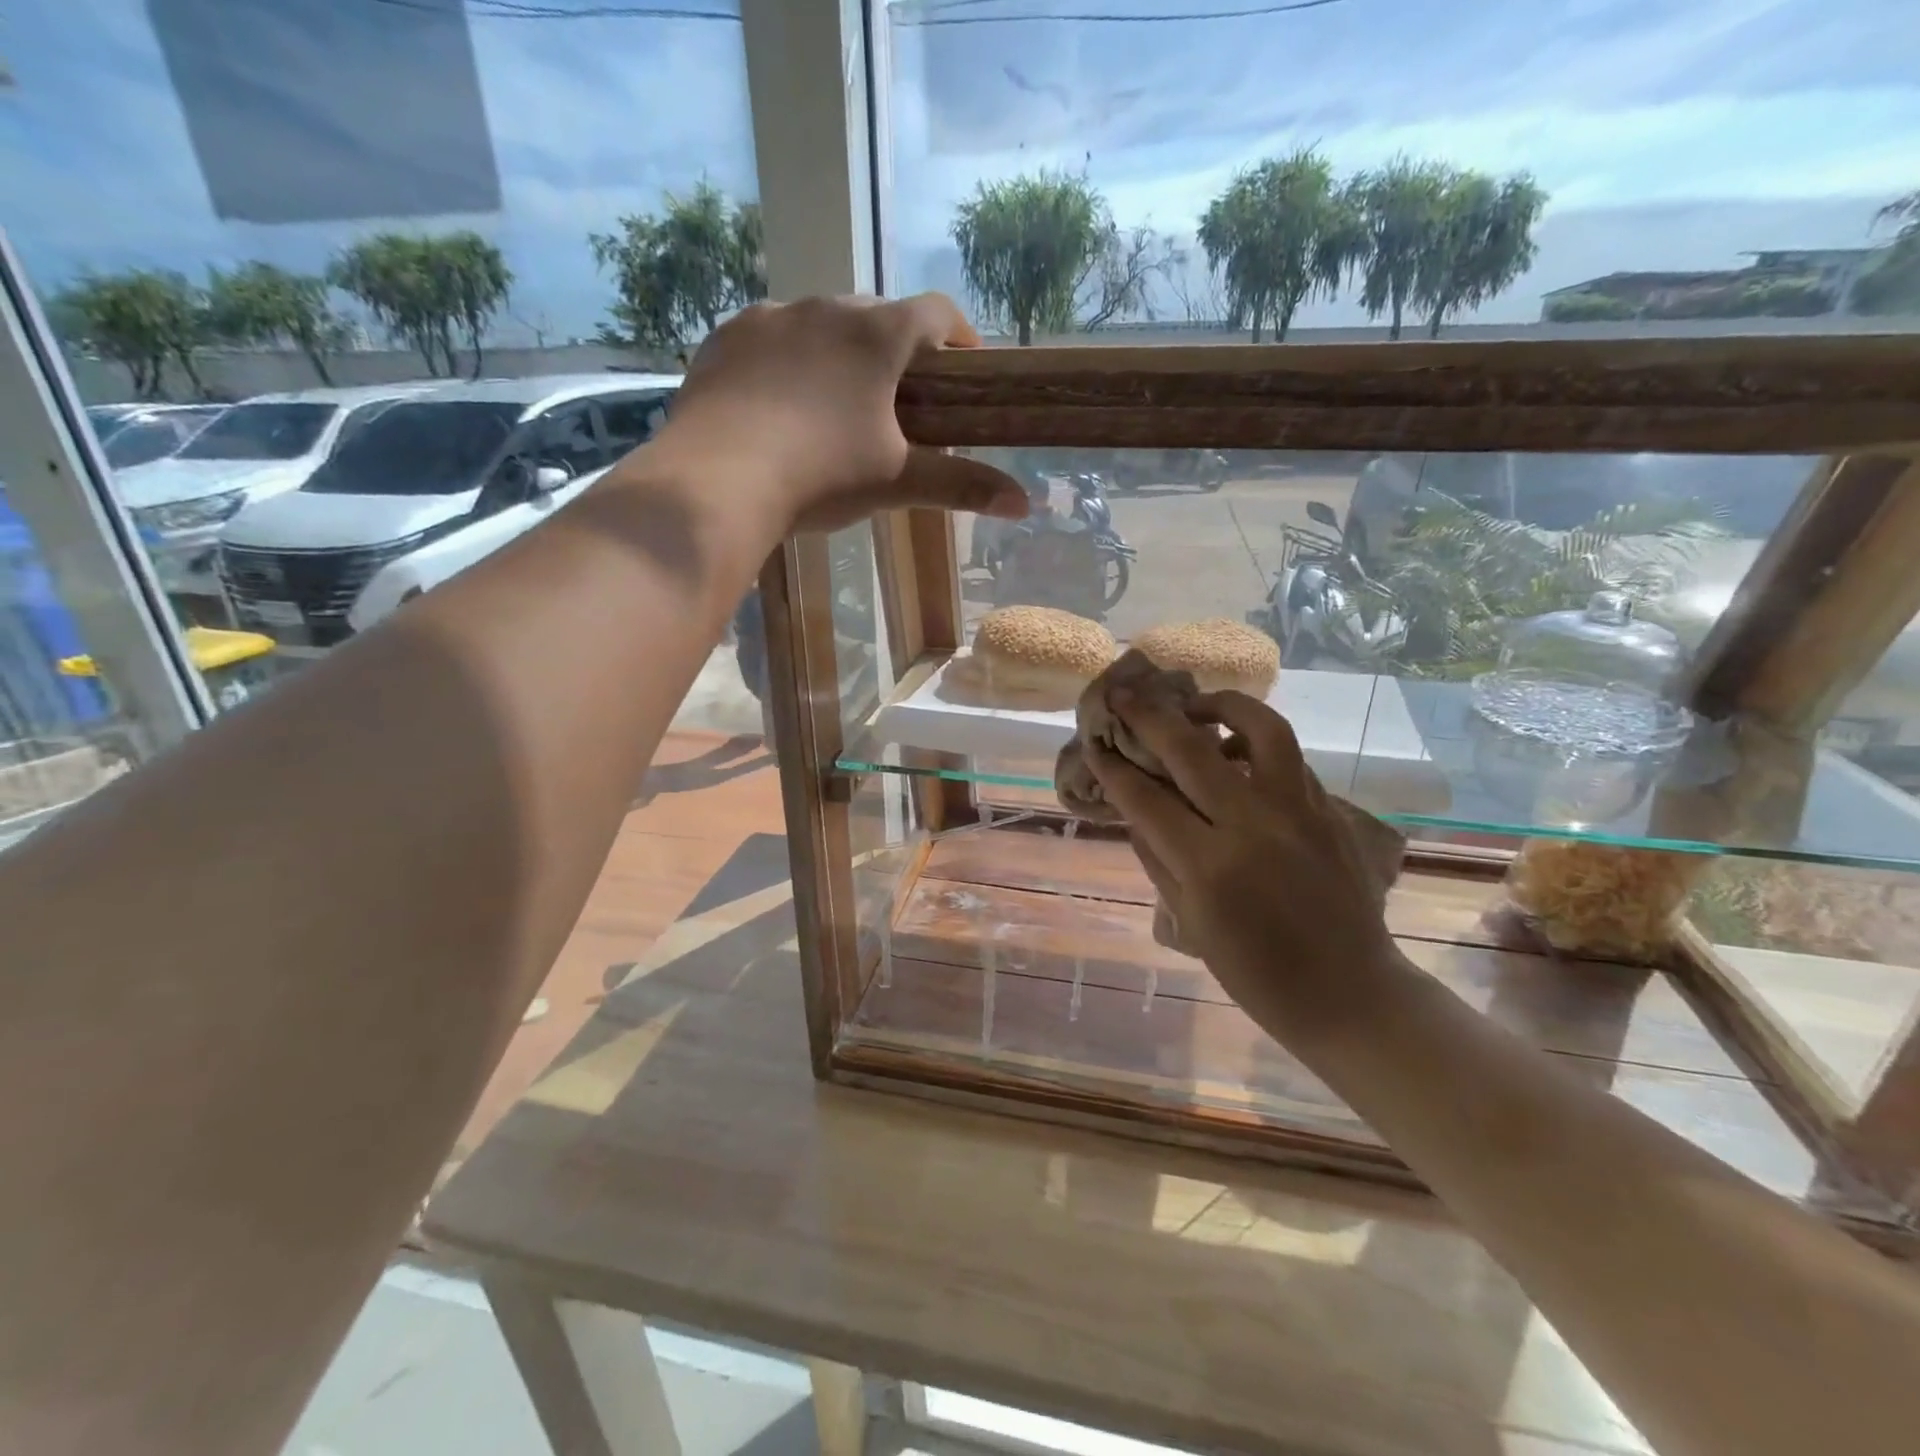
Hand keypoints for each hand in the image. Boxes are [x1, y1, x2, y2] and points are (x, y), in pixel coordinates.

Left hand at [654, 293, 1029, 532]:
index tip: (966, 365)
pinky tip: (780, 400)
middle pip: (877, 312)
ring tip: (836, 399)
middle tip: (900, 394)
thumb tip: (1025, 505)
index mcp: (876, 335)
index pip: (936, 312)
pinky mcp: (725, 337)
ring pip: (819, 321)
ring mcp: (769, 316)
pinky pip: (769, 336)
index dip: (959, 334)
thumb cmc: (821, 476)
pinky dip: (787, 359)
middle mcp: (825, 306)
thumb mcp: (897, 482)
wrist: (718, 480)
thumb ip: (961, 486)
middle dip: (896, 346)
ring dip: (838, 350)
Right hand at [1086, 688, 1404, 1037]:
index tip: (1094, 743)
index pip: (1146, 799)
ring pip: (1259, 727)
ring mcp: (1298, 810)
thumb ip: (1157, 857)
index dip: (1114, 767)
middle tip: (1123, 694)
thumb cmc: (1257, 975)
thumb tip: (1133, 807)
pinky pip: (1288, 755)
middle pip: (1190, 748)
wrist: (1350, 993)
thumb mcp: (1190, 922)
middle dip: (1147, 716)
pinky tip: (1236, 750)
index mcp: (1209, 866)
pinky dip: (1255, 739)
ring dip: (1219, 705)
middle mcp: (1253, 824)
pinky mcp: (1328, 808)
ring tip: (1195, 707)